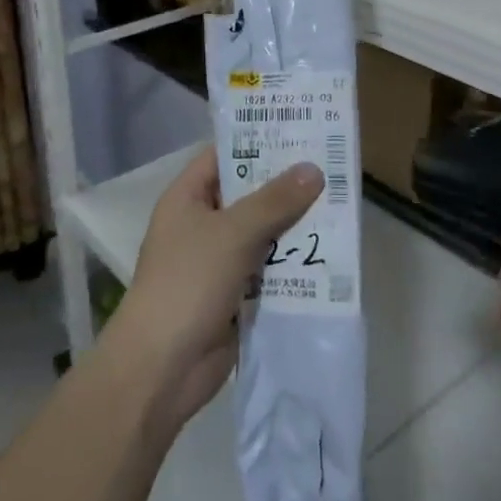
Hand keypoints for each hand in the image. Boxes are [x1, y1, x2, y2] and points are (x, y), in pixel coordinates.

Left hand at [104, 147, 322, 434]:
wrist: (161, 369)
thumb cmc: (188, 283)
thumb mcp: (233, 233)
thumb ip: (274, 201)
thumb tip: (313, 168)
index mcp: (187, 198)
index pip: (224, 156)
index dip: (258, 142)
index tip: (299, 132)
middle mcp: (201, 224)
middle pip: (248, 195)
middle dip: (286, 187)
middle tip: (331, 167)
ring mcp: (216, 262)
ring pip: (261, 234)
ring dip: (293, 227)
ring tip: (339, 207)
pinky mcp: (232, 296)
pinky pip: (266, 270)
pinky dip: (290, 265)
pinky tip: (327, 256)